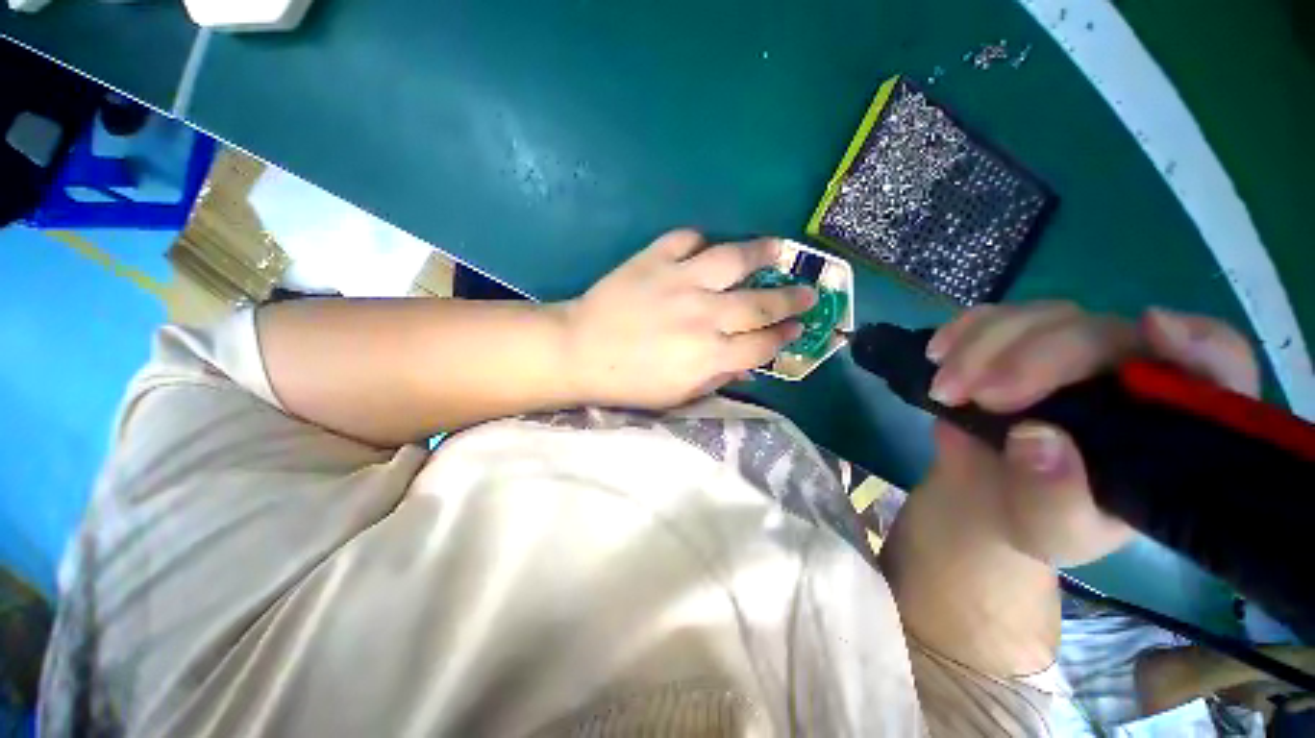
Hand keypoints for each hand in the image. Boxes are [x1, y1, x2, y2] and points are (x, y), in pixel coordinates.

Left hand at [562, 229, 815, 408]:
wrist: (580, 351)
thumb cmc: (629, 382)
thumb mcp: (678, 395)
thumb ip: (718, 378)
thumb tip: (749, 365)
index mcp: (709, 354)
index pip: (762, 344)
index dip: (785, 337)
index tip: (797, 329)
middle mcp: (703, 315)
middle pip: (760, 303)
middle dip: (791, 298)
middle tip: (809, 292)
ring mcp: (679, 281)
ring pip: (733, 259)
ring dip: (762, 254)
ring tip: (780, 250)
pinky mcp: (654, 259)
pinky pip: (686, 239)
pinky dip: (701, 240)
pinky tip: (707, 247)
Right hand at [923, 302, 1258, 566]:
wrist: (985, 495)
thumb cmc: (1039, 520)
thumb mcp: (1053, 531)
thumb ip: (1057, 499)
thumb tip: (1036, 437)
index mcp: (1169, 426)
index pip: (1216, 369)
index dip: (1198, 343)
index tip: (1153, 330)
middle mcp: (1130, 376)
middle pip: (1101, 333)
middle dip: (1034, 357)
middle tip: (980, 395)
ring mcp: (1068, 353)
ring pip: (1040, 317)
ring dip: (982, 346)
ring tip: (944, 391)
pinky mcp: (1015, 344)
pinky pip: (994, 316)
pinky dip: (962, 329)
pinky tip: (937, 353)